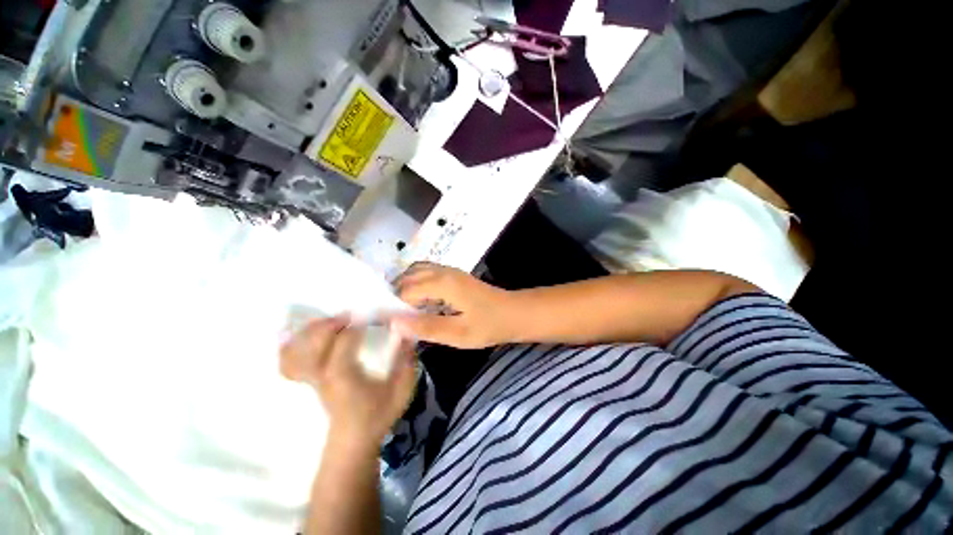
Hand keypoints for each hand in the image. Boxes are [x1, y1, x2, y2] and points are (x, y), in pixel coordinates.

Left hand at [280, 317, 416, 446]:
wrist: (353, 441)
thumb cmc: (378, 415)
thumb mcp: (400, 389)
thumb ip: (405, 361)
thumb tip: (408, 334)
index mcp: (344, 375)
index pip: (346, 340)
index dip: (359, 323)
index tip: (375, 315)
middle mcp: (322, 374)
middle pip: (314, 340)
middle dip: (332, 322)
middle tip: (351, 316)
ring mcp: (310, 378)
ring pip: (297, 349)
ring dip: (311, 330)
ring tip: (330, 322)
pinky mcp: (307, 381)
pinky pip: (288, 362)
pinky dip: (291, 346)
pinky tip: (301, 336)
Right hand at [392, 262, 517, 348]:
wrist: (514, 313)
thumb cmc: (489, 325)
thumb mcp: (458, 333)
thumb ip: (426, 327)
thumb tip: (394, 323)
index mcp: (443, 283)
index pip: (406, 290)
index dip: (394, 307)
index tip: (388, 325)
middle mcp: (444, 271)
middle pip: (409, 276)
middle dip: (397, 294)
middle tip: (395, 318)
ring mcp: (450, 271)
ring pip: (418, 271)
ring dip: (407, 287)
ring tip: (404, 311)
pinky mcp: (455, 275)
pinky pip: (428, 272)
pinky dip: (418, 283)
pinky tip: (421, 301)